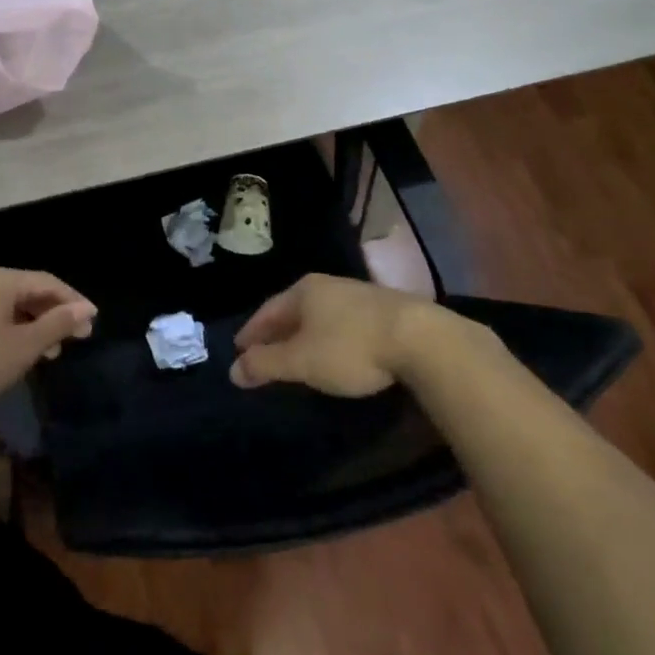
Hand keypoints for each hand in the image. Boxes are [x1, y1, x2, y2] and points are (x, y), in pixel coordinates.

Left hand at [0, 267, 96, 419]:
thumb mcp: (21, 348)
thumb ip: (55, 325)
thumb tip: (85, 308)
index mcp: (0, 279)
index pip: (47, 282)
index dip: (73, 301)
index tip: (92, 323)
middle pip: (27, 290)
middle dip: (53, 313)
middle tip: (75, 338)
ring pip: (7, 304)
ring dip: (32, 324)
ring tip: (49, 351)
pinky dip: (10, 327)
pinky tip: (14, 350)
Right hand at [230, 273, 430, 396]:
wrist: (421, 339)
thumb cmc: (350, 347)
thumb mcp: (301, 361)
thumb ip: (266, 364)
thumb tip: (233, 369)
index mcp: (303, 291)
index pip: (267, 311)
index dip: (251, 332)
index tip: (239, 349)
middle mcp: (328, 285)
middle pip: (294, 309)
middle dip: (278, 331)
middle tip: (264, 352)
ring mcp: (358, 294)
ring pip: (320, 314)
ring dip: (305, 333)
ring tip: (298, 352)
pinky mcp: (384, 310)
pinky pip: (343, 322)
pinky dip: (330, 336)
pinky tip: (336, 350)